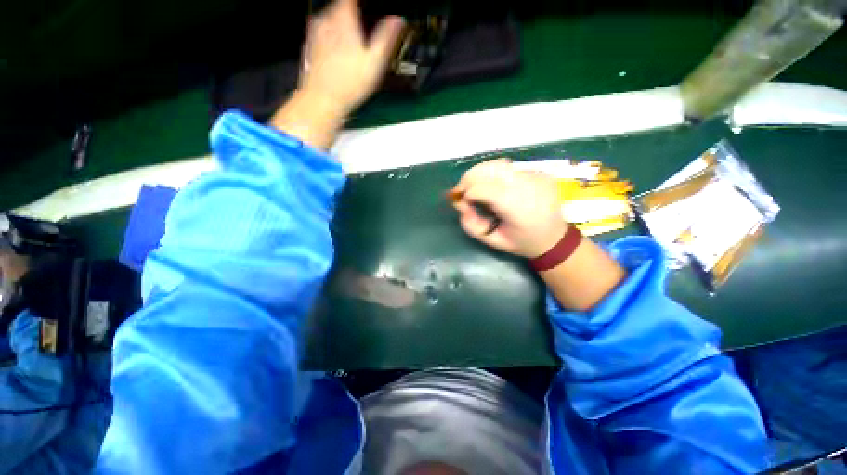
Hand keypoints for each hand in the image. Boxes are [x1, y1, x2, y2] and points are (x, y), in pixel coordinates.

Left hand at [301, 0, 404, 113]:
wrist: (322, 100)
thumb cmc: (351, 83)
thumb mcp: (375, 62)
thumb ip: (386, 38)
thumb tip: (398, 20)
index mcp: (343, 18)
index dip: (360, 2)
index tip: (368, 7)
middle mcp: (326, 20)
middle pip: (340, 5)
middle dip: (353, 11)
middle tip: (364, 21)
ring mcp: (315, 33)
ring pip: (330, 18)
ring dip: (342, 22)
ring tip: (353, 37)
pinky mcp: (310, 46)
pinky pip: (322, 32)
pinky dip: (332, 35)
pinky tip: (339, 51)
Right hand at [451, 159, 568, 257]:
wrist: (555, 239)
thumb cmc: (522, 243)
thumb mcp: (492, 241)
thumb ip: (471, 223)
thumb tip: (460, 203)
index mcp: (517, 207)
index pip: (482, 188)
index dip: (465, 192)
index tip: (458, 201)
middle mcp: (528, 185)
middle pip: (489, 169)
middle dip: (469, 178)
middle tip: (462, 190)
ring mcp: (536, 176)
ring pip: (498, 164)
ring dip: (481, 173)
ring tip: (476, 186)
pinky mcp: (539, 172)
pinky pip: (510, 168)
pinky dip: (495, 175)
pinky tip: (495, 186)